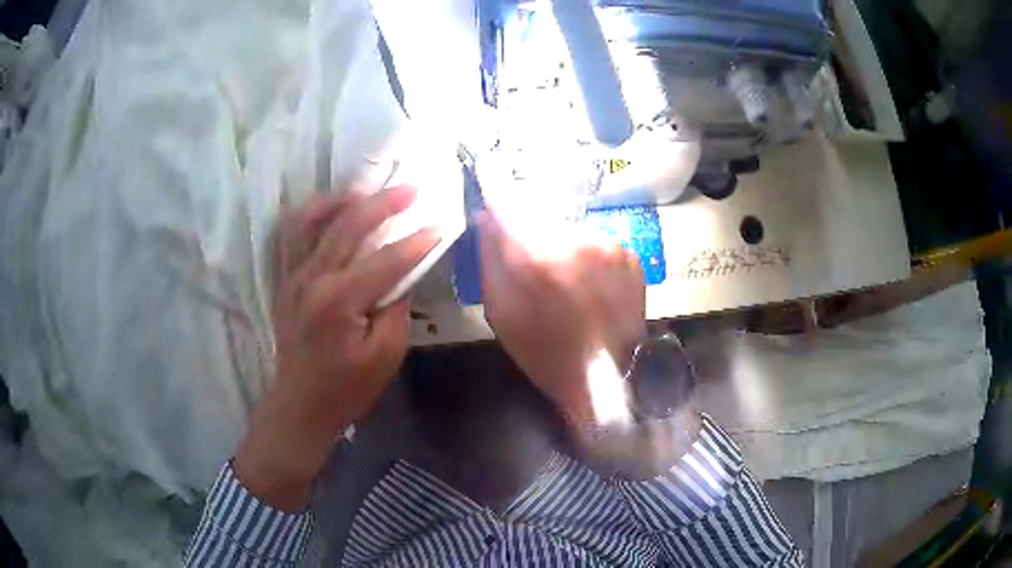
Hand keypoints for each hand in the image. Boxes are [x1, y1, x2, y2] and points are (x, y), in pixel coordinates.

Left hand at [235, 186, 437, 511]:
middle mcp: (310, 279)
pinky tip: (329, 212)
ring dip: (338, 200)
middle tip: (410, 189)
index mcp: (338, 301)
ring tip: (363, 192)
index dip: (417, 242)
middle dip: (383, 203)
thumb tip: (404, 272)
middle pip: (348, 226)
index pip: (385, 260)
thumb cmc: (347, 388)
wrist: (301, 404)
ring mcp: (291, 276)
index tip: (440, 226)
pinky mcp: (284, 280)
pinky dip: (310, 215)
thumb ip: (396, 307)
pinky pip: (291, 235)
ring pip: (309, 220)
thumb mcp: (385, 355)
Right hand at [478, 211, 646, 426]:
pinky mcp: (630, 255)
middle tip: (536, 271)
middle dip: (533, 237)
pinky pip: (596, 243)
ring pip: (571, 230)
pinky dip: (589, 258)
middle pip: (542, 218)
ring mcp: (609, 246)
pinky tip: (590, 287)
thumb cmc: (545, 354)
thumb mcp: (501, 314)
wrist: (604, 379)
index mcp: (538, 259)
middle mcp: (578, 241)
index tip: (495, 217)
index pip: (507, 206)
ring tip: (566, 284)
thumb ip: (490, 261)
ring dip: (563, 248)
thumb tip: (486, 218)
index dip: (498, 209)